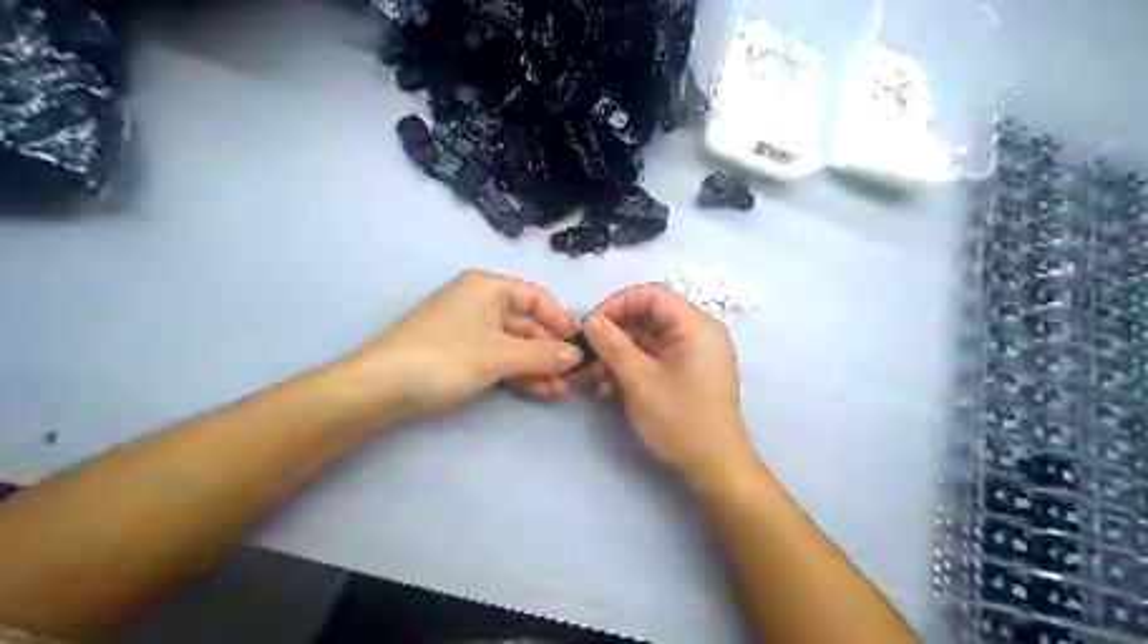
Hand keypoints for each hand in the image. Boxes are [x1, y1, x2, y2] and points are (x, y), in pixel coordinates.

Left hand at [340, 270, 584, 420]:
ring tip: (560, 391)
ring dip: (536, 367)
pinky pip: (497, 358)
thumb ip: (542, 354)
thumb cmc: (444, 357)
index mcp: (486, 288)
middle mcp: (478, 302)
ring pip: (512, 345)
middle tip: (572, 378)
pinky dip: (516, 373)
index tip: (578, 345)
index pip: (535, 297)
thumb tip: (576, 355)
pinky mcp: (459, 353)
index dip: (559, 320)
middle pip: (525, 324)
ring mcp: (468, 329)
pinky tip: (538, 391)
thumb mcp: (499, 355)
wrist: (379, 387)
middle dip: (549, 352)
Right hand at [585, 284, 754, 484]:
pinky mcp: (688, 371)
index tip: (590, 326)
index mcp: (696, 326)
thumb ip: (612, 344)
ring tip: (596, 380)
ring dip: (619, 355)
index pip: (651, 295)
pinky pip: (655, 357)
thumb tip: (590, 319)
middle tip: (588, 356)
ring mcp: (694, 353)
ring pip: (648, 339)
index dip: (617, 304)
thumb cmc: (680, 420)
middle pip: (648, 317)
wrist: (715, 467)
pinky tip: (610, 389)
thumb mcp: (639, 380)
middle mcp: (698, 332)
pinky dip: (632, 368)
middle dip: (614, 335)